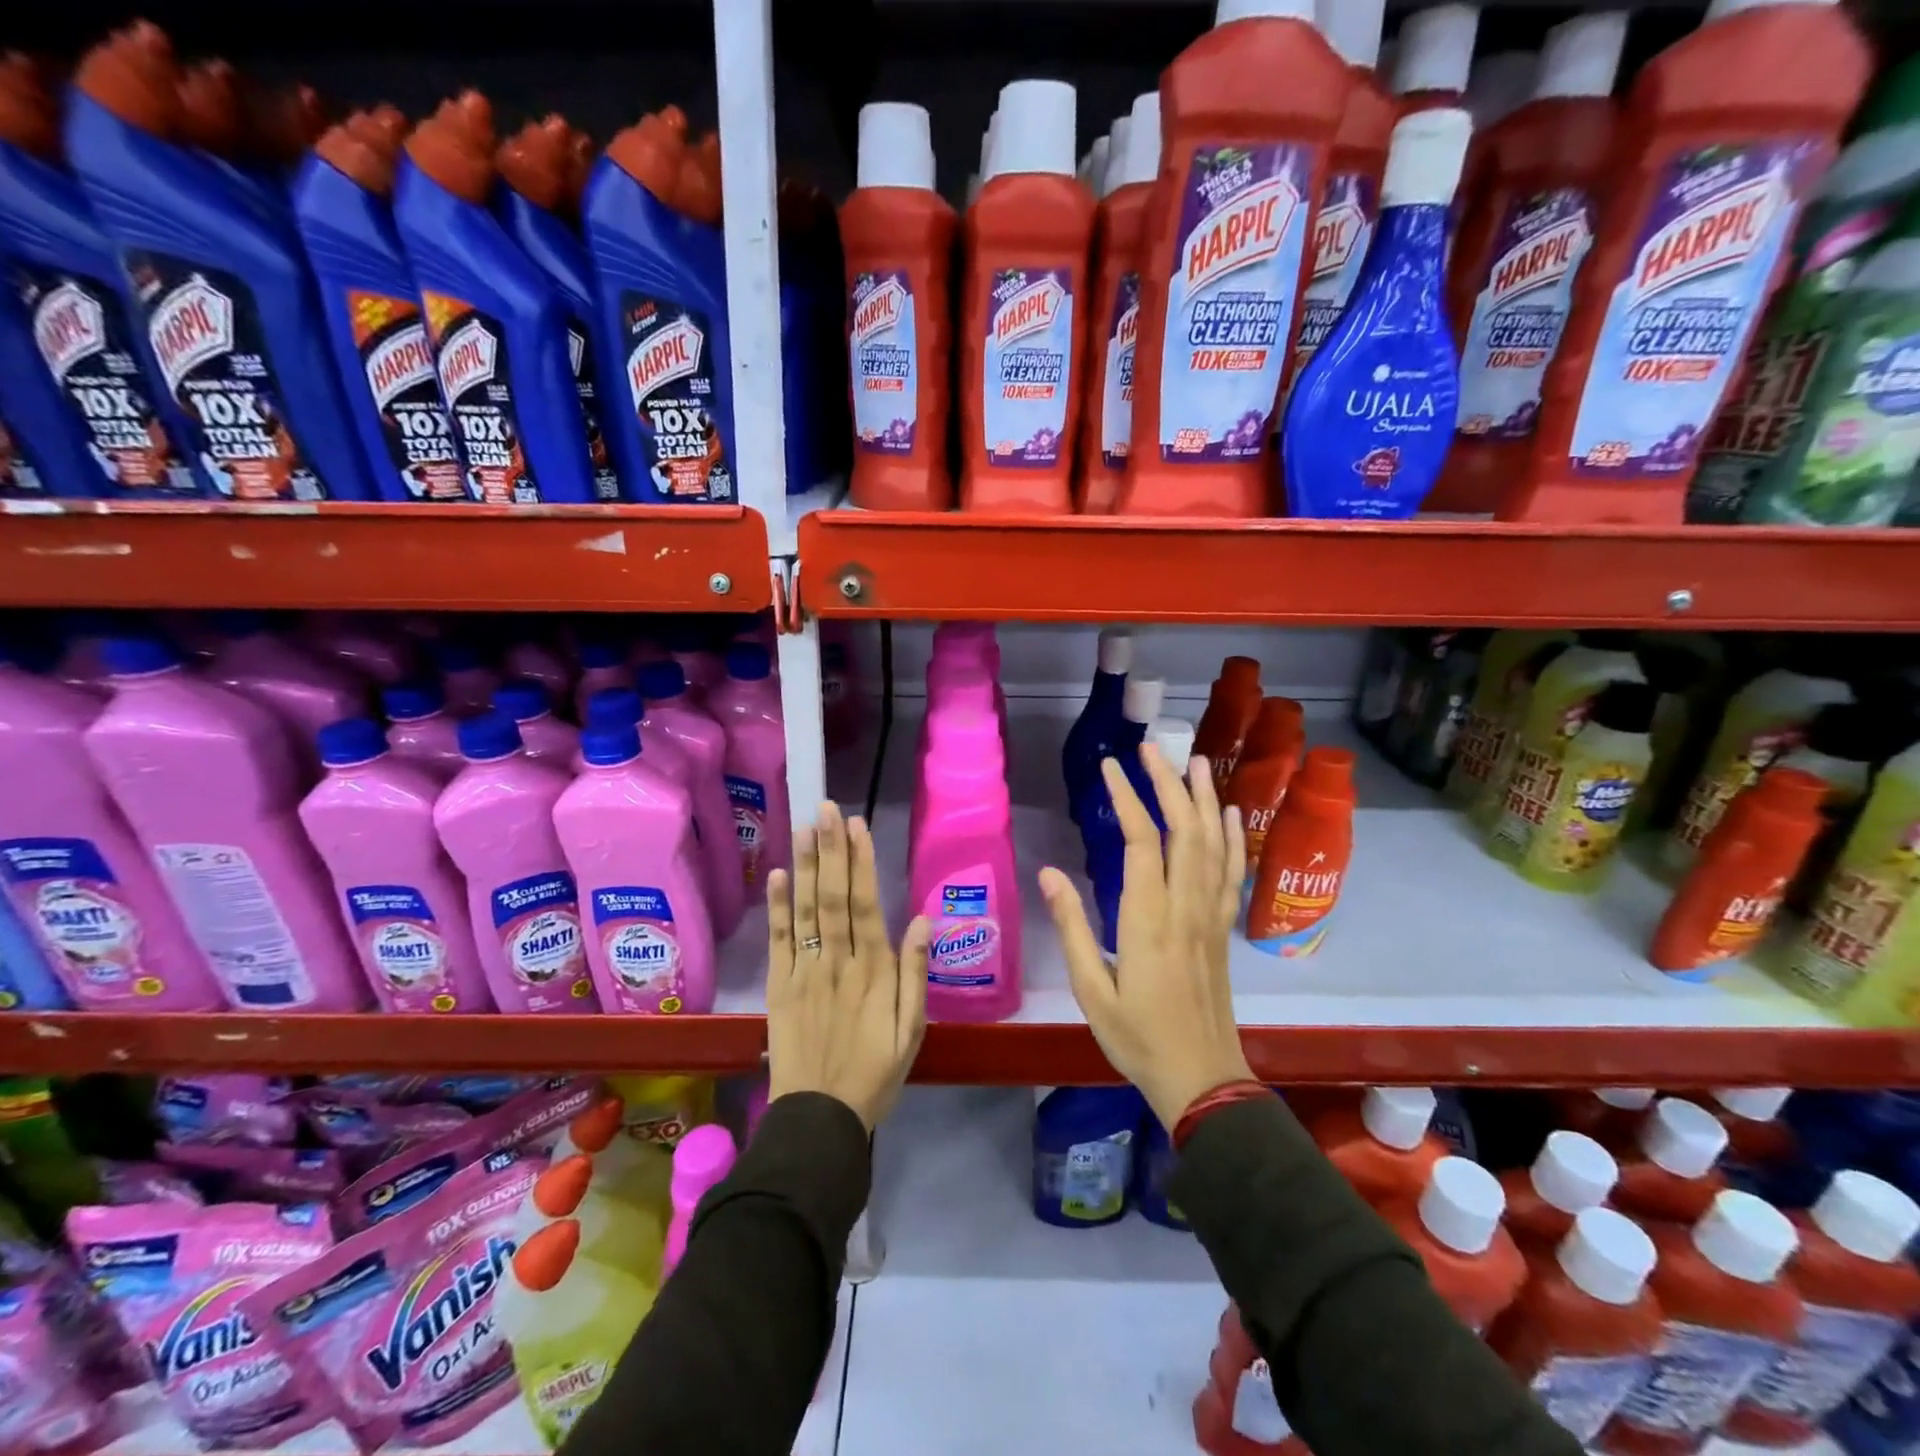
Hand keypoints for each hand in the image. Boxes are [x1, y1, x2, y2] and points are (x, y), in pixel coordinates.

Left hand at [766, 803, 929, 1132]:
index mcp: (873, 971)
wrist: (819, 1118)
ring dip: (806, 866)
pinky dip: (777, 906)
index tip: (856, 826)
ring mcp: (805, 971)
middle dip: (831, 850)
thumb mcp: (912, 1032)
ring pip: (806, 910)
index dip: (860, 863)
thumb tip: (921, 921)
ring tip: (805, 827)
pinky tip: (778, 874)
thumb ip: (915, 975)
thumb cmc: (875, 1073)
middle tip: (825, 809)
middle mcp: (837, 962)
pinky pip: (779, 940)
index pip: (866, 905)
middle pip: (833, 897)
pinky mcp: (781, 985)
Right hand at [1040, 747, 1253, 1131]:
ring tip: (1195, 762)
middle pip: (1182, 830)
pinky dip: (1233, 839)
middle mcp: (1184, 907)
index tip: (1110, 766)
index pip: (1139, 842)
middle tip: (1152, 747)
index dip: (1126, 798)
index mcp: (1147, 920)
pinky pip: (1232, 874)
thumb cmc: (1137, 1038)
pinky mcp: (1223, 929)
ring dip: (1204, 800)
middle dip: (1167, 784)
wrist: (1202, 1079)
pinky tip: (1231, 814)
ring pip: (1212, 845)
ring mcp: (1210, 916)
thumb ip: (1071, 927)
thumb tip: (1049, 873)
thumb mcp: (1091, 990)